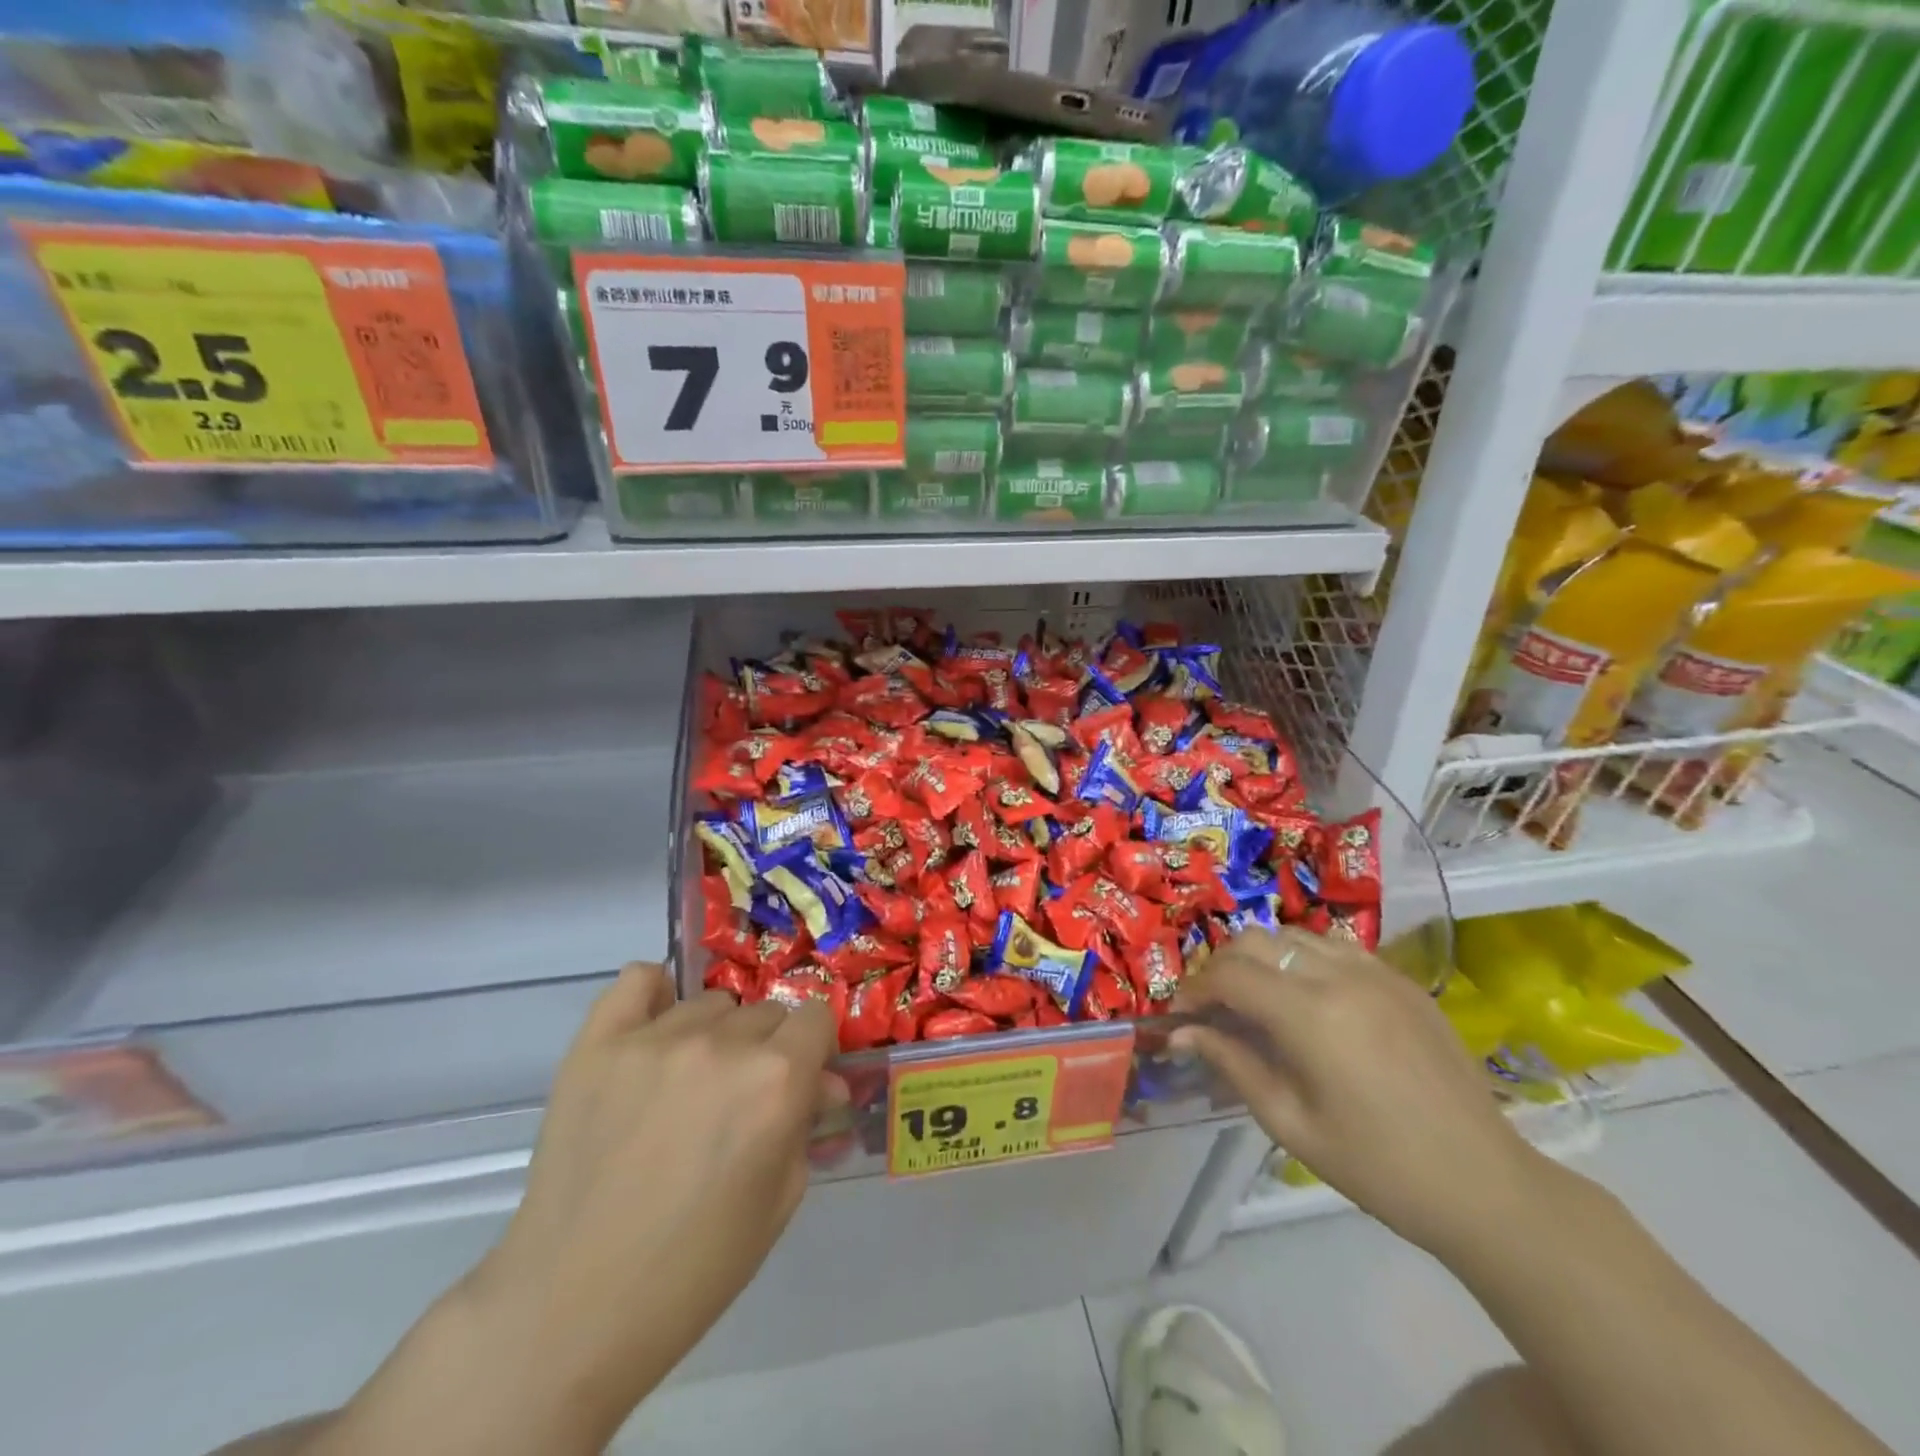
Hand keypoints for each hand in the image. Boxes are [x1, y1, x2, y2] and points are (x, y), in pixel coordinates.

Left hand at [466, 963, 841, 1437]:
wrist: (573, 1307)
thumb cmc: (695, 1268)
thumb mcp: (779, 1200)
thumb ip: (807, 1124)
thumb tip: (823, 1081)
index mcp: (776, 1080)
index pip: (815, 1017)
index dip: (812, 1050)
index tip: (798, 1080)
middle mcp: (723, 1044)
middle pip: (765, 1012)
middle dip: (765, 1050)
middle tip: (737, 1101)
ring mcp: (656, 1038)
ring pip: (710, 1004)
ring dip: (714, 1036)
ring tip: (685, 1087)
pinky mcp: (599, 1044)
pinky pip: (639, 980)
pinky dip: (654, 996)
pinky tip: (652, 1032)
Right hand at [1172, 928, 1545, 1258]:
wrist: (1485, 1185)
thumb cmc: (1379, 1167)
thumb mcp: (1290, 1123)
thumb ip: (1232, 1064)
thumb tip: (1180, 1032)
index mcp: (1310, 1015)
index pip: (1228, 974)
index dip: (1194, 990)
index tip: (1180, 1017)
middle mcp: (1339, 976)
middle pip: (1255, 941)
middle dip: (1221, 967)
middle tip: (1213, 1008)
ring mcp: (1375, 971)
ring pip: (1292, 935)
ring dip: (1261, 958)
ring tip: (1255, 999)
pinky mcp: (1400, 979)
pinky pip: (1333, 948)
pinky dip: (1301, 960)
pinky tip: (1306, 999)